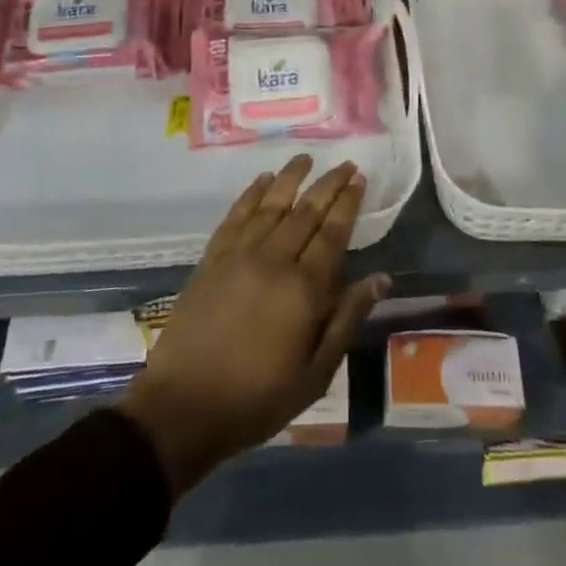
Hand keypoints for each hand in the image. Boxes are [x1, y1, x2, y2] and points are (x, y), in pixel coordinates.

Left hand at [119, 155, 388, 495]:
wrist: (184, 407)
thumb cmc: (259, 397)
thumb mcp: (316, 372)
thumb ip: (347, 318)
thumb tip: (380, 277)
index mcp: (304, 288)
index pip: (333, 232)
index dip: (348, 203)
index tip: (359, 178)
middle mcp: (274, 260)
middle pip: (306, 211)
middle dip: (328, 184)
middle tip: (345, 163)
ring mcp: (238, 255)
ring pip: (271, 204)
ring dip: (290, 178)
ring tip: (306, 159)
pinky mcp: (211, 259)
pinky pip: (235, 216)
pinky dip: (251, 194)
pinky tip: (262, 181)